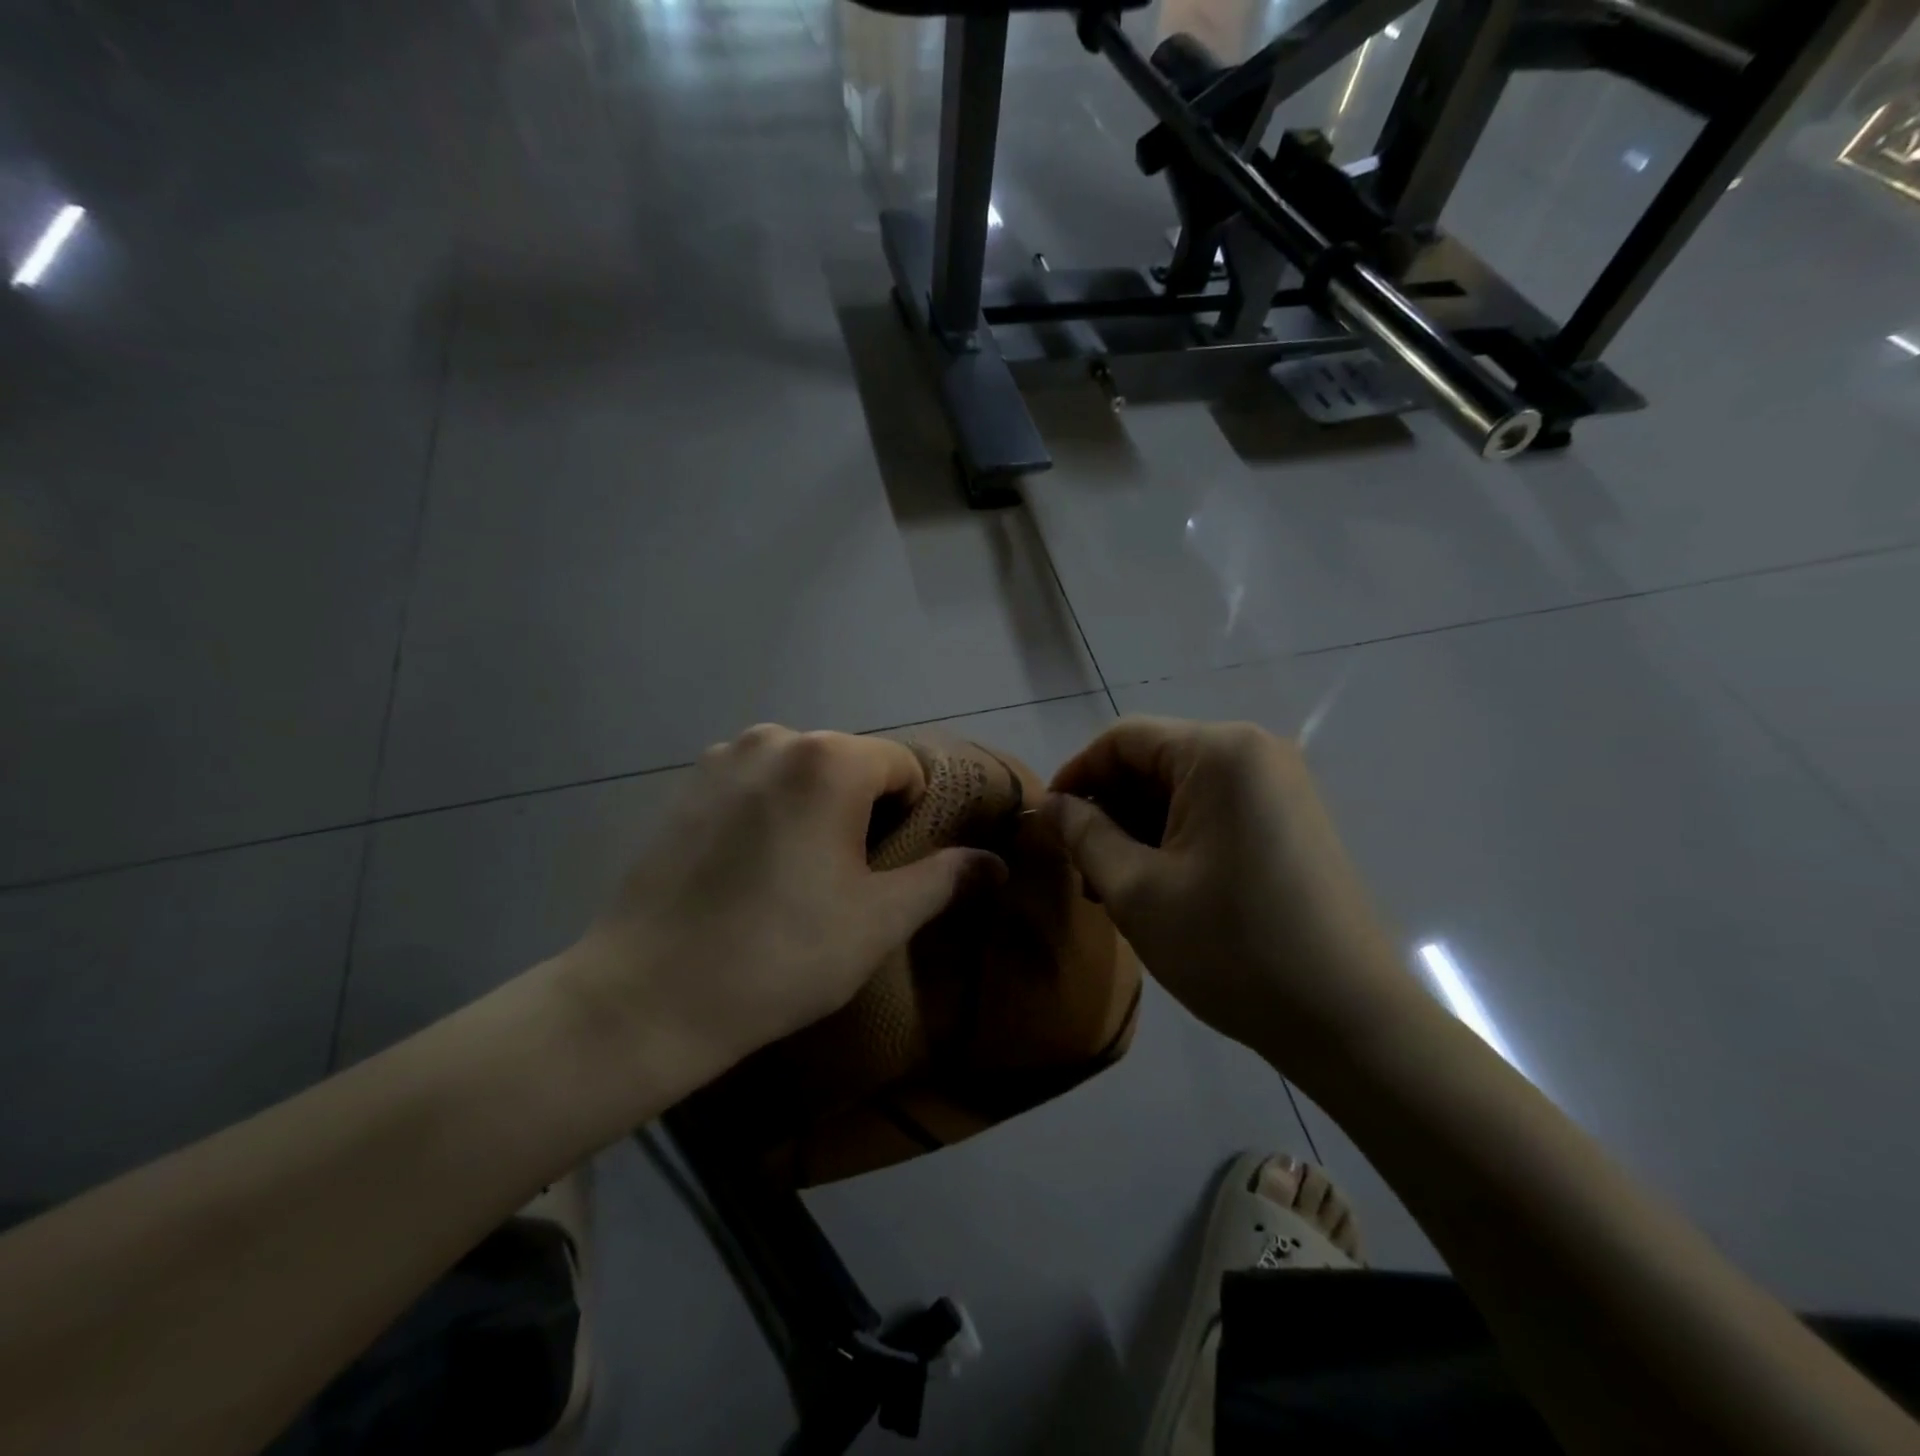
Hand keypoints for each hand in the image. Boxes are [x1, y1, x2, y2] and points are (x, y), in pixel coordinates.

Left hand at [562, 726, 1003, 1101]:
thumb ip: (943, 880)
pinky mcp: (685, 786)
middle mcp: (774, 738)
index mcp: (828, 759)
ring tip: (799, 875)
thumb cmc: (780, 955)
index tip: (896, 867)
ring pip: (802, 773)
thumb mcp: (878, 921)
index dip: (915, 815)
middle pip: (852, 764)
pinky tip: (753, 869)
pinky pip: (756, 784)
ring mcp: (721, 758)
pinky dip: (772, 811)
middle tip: (851, 879)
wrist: (647, 996)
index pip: (904, 767)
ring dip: (817, 809)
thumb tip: (995, 864)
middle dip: (865, 811)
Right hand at [1041, 718, 1419, 1068]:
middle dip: (1109, 809)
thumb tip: (1049, 805)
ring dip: (1138, 828)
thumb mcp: (1137, 890)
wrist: (1347, 1018)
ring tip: (1113, 886)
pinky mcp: (1290, 820)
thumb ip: (1083, 835)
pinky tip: (1158, 886)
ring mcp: (1279, 786)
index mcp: (1220, 752)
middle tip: (1082, 868)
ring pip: (1182, 790)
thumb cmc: (1231, 947)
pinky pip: (1214, 810)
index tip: (1046, 823)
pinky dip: (1176, 838)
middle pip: (1154, 761)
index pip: (1123, 739)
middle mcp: (1254, 752)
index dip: (1076, 775)